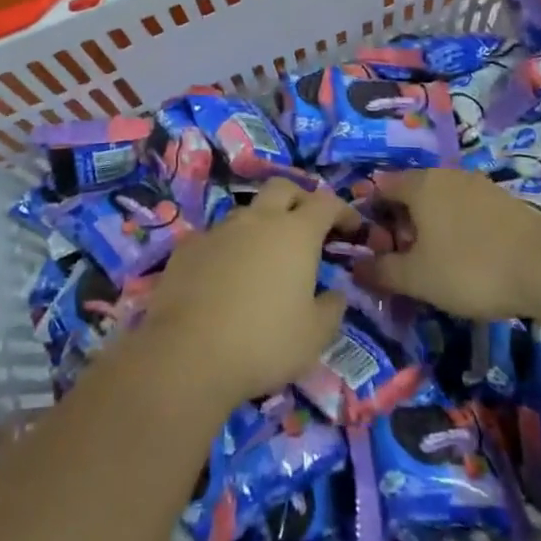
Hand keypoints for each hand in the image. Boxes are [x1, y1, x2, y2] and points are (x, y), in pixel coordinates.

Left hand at [142, 180, 361, 406]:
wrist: (188, 353)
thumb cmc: (264, 343)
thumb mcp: (315, 336)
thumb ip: (332, 308)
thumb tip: (334, 293)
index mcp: (295, 233)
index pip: (326, 202)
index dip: (343, 210)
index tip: (352, 228)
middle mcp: (257, 219)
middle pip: (283, 187)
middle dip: (300, 200)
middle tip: (308, 228)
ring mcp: (219, 229)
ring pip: (247, 212)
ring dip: (262, 226)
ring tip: (265, 260)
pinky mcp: (188, 246)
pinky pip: (216, 237)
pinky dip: (229, 249)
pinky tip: (226, 278)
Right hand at [358, 168, 540, 319]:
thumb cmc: (470, 267)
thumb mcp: (418, 278)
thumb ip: (382, 271)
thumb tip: (354, 267)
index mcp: (419, 184)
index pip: (380, 188)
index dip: (369, 215)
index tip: (369, 246)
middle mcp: (445, 175)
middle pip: (411, 193)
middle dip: (400, 224)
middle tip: (400, 259)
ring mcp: (477, 185)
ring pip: (439, 202)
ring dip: (429, 227)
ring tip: (433, 263)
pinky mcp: (503, 201)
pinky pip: (465, 210)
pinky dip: (456, 229)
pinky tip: (465, 258)